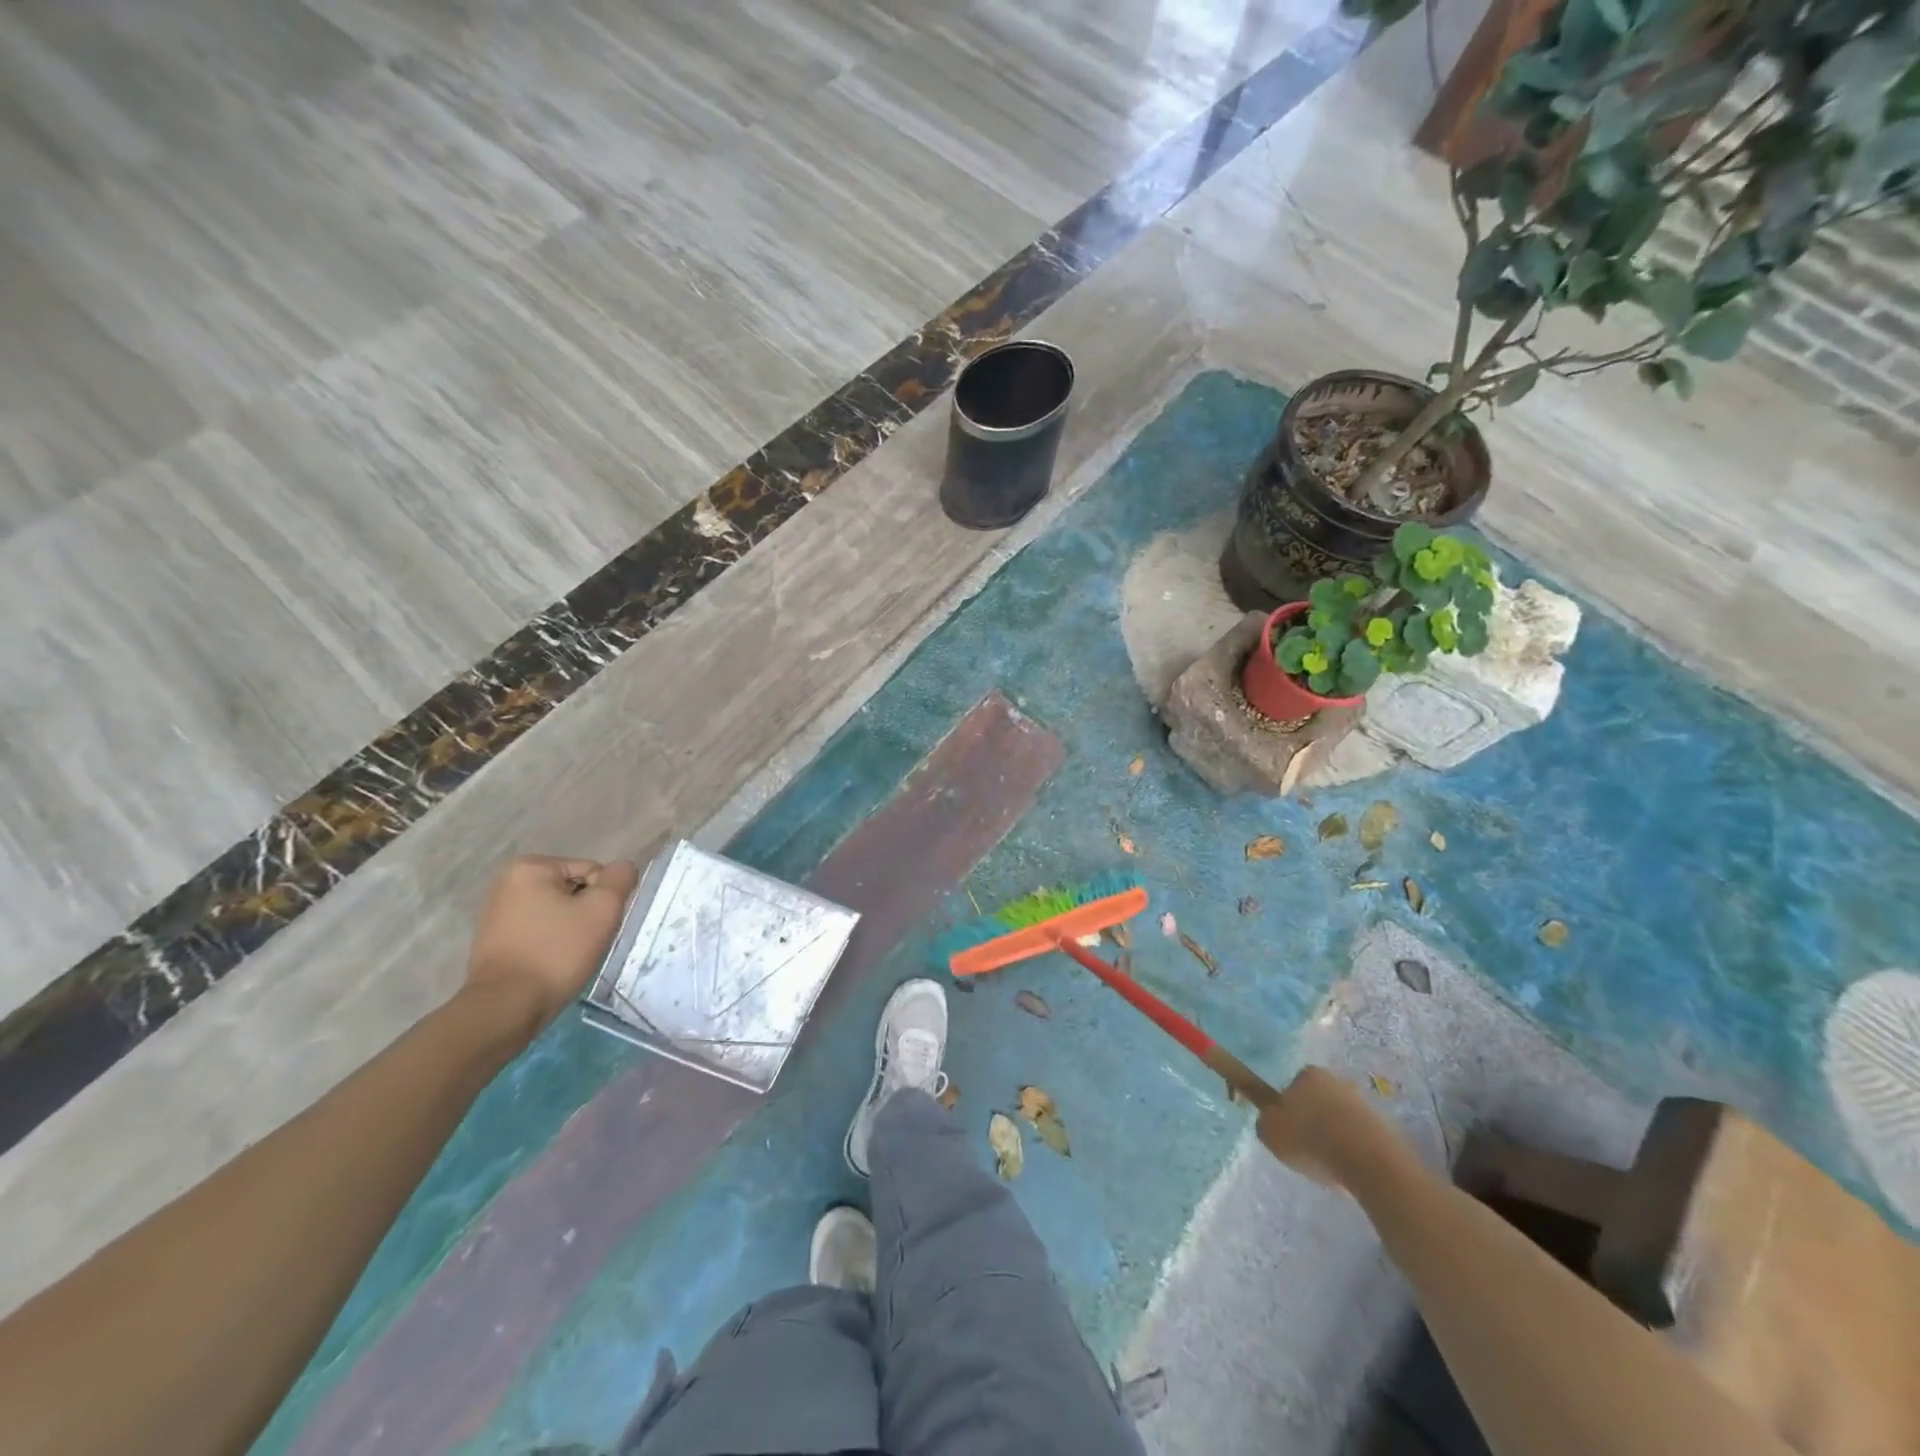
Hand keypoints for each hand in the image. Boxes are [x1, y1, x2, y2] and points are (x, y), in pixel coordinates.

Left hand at [464, 855, 639, 1027]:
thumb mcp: (602, 910)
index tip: (594, 927)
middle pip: (573, 890)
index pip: (592, 872)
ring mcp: (496, 911)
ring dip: (571, 929)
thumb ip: (620, 879)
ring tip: (568, 955)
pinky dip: (550, 943)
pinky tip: (550, 963)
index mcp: (530, 867)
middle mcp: (507, 882)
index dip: (603, 900)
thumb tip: (623, 868)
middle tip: (585, 942)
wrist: (506, 1008)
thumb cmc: (556, 953)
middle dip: (585, 914)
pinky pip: (538, 931)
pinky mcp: (493, 939)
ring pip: (557, 912)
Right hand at [1256, 1064, 1407, 1190]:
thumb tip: (1273, 1121)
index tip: (1288, 1132)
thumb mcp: (1269, 1130)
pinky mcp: (1386, 1128)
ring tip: (1331, 1167)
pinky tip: (1350, 1171)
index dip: (1288, 1110)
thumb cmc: (1310, 1138)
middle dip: (1314, 1122)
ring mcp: (1365, 1104)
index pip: (1292, 1087)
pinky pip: (1361, 1139)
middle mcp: (1337, 1081)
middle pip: (1318, 1102)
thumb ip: (1266, 1121)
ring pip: (1341, 1121)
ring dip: (1336, 1138)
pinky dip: (1355, 1153)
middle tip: (1307, 1150)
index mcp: (1308, 1074)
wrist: (1369, 1163)